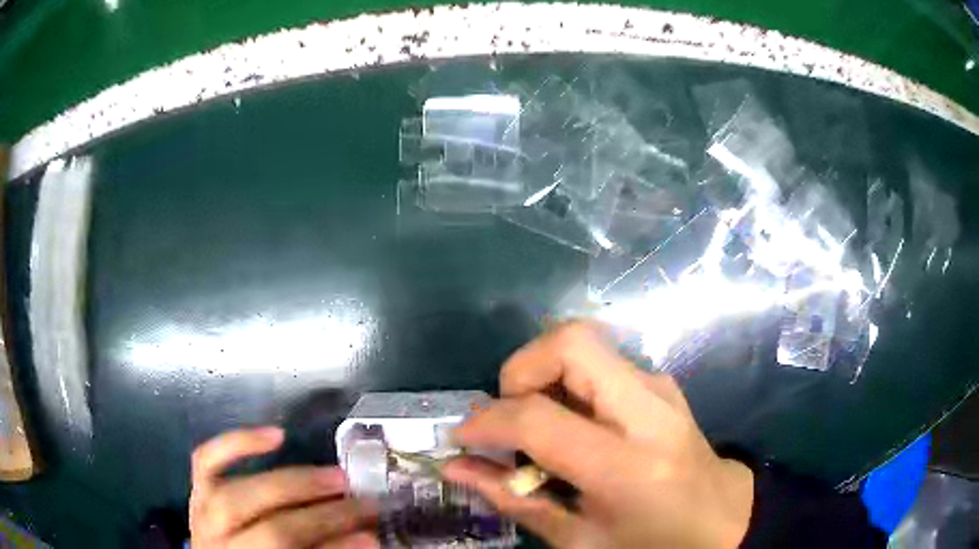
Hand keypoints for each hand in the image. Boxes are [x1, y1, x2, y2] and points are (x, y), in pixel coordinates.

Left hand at [190, 427, 378, 548]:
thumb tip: (367, 538)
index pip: (288, 547)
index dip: (333, 543)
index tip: (372, 535)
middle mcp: (218, 539)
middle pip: (273, 527)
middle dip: (324, 514)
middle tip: (362, 502)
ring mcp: (202, 511)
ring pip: (241, 490)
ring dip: (294, 482)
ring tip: (335, 475)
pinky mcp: (197, 490)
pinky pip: (206, 460)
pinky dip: (237, 443)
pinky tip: (274, 434)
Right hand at [442, 322, 753, 548]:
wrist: (721, 516)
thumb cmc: (651, 542)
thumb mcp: (579, 540)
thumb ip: (514, 501)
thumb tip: (455, 467)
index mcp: (629, 466)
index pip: (541, 419)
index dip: (487, 422)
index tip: (463, 438)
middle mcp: (648, 410)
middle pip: (570, 342)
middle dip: (520, 369)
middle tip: (508, 416)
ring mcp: (659, 386)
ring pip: (582, 343)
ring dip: (542, 375)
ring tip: (537, 428)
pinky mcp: (659, 381)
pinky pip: (598, 362)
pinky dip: (567, 382)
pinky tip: (571, 426)